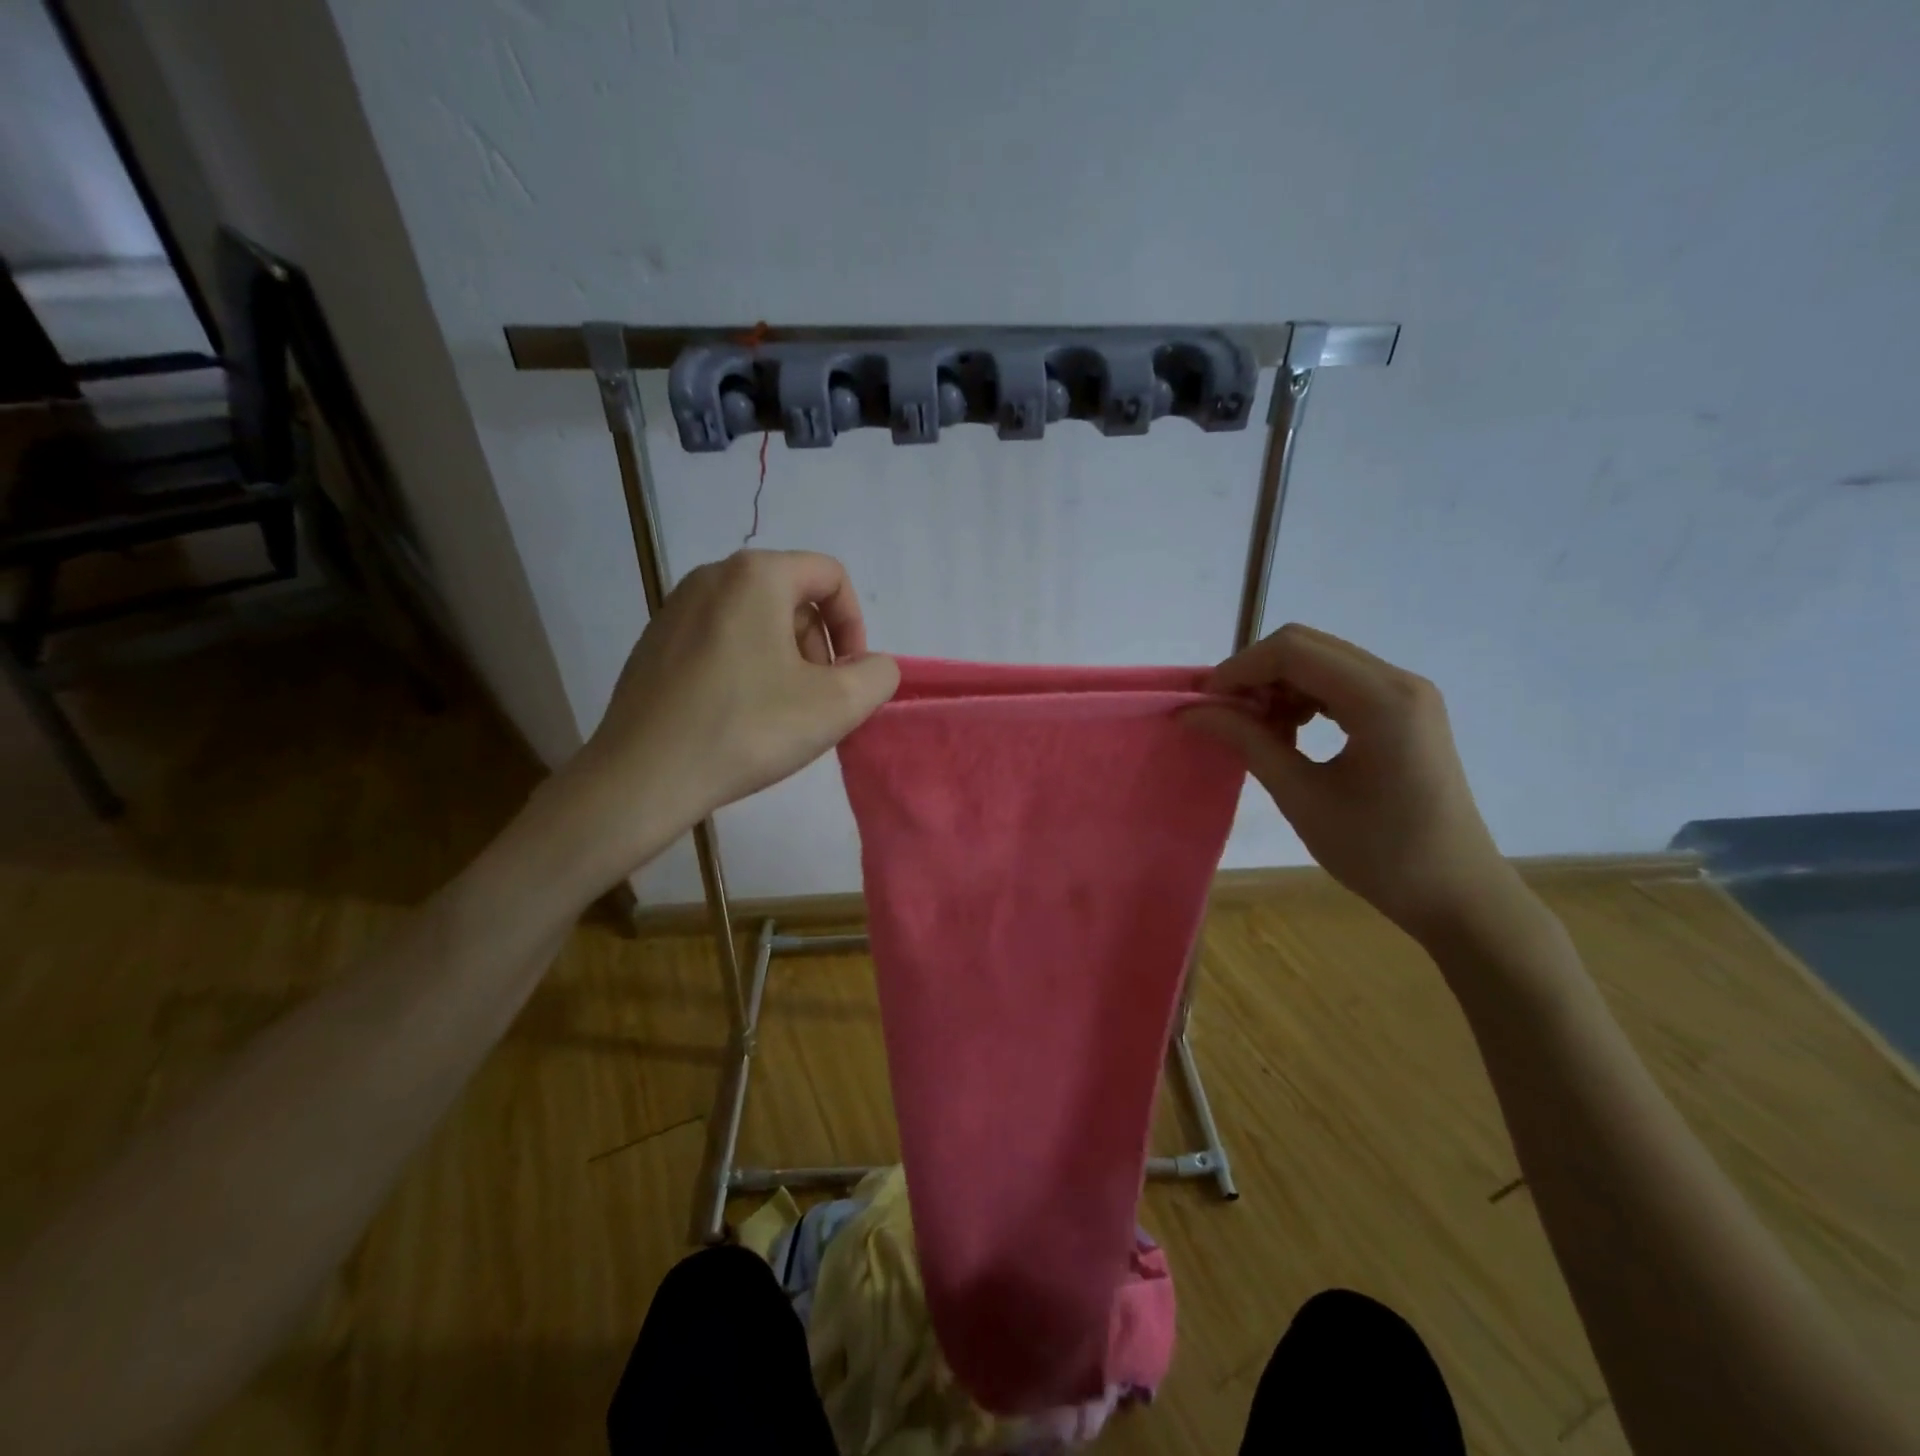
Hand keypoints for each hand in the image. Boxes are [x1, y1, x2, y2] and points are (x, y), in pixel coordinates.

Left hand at [557, 550, 898, 867]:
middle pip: (793, 598)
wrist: (643, 777)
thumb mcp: (837, 705)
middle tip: (817, 701)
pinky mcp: (654, 644)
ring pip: (757, 621)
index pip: (830, 577)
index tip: (850, 677)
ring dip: (786, 661)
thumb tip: (869, 666)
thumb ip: (877, 674)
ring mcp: (675, 609)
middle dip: (818, 647)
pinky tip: (739, 717)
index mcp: (756, 575)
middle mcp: (711, 577)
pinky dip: (746, 668)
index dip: (854, 625)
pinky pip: (721, 641)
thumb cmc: (747, 729)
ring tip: (780, 714)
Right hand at [1183, 624, 1520, 942]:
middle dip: (1256, 674)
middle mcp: (1399, 681)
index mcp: (1381, 699)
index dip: (1239, 669)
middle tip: (1226, 716)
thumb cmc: (1377, 852)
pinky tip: (1291, 734)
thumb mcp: (1300, 795)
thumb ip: (1247, 741)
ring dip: (1279, 686)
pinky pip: (1342, 683)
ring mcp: (1407, 694)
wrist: (1455, 893)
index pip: (1293, 650)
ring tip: (1258, 731)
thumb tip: (1193, 711)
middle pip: (1307, 646)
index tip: (1206, 704)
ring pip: (1322, 662)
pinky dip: (1305, 698)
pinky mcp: (1407, 711)